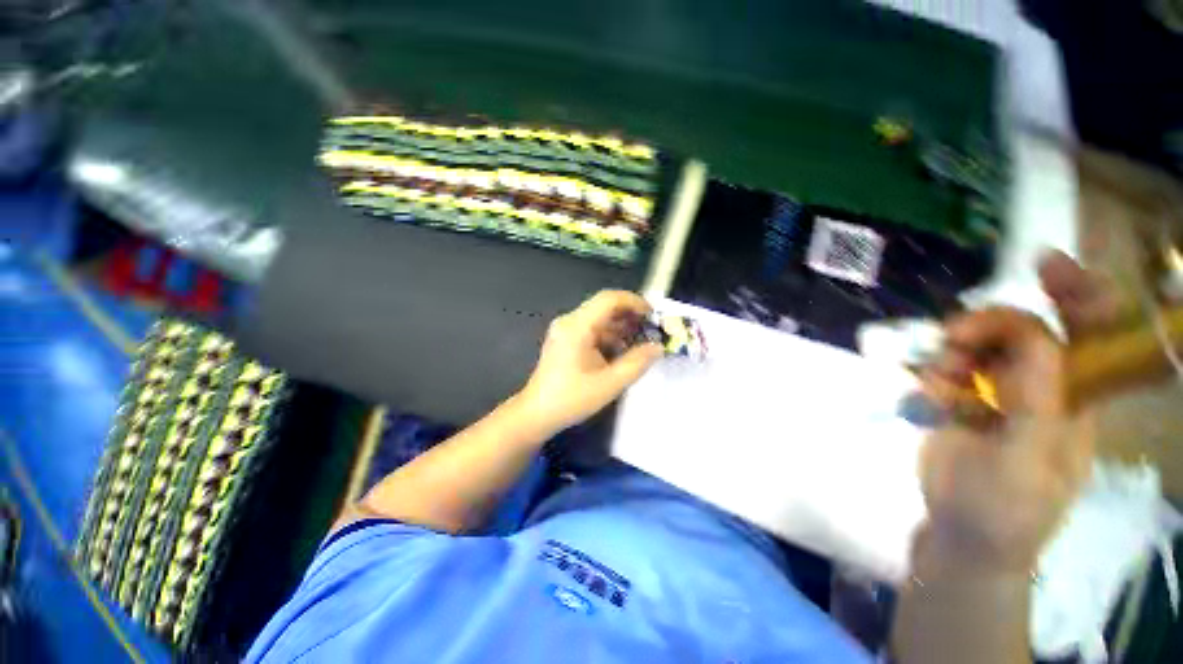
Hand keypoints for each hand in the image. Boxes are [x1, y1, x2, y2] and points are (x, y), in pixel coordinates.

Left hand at [517, 290, 661, 435]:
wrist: (537, 414)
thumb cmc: (571, 399)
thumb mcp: (609, 383)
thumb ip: (637, 363)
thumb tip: (658, 347)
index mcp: (577, 327)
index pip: (609, 299)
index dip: (634, 302)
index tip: (654, 314)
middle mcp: (570, 321)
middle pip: (605, 307)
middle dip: (631, 316)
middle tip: (653, 330)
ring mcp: (566, 330)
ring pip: (600, 319)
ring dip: (622, 327)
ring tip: (643, 342)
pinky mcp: (566, 339)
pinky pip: (593, 330)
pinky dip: (611, 336)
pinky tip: (624, 351)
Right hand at [918, 252, 1112, 573]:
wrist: (964, 535)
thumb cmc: (1007, 511)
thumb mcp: (1029, 464)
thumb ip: (1037, 403)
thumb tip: (1032, 339)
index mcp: (1075, 400)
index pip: (1093, 333)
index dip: (1078, 292)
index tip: (1042, 263)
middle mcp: (1041, 386)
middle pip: (1025, 329)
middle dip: (990, 323)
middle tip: (956, 336)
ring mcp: (997, 393)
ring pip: (978, 346)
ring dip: (954, 352)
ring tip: (940, 382)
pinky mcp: (960, 400)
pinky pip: (945, 367)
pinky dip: (933, 373)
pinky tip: (929, 394)